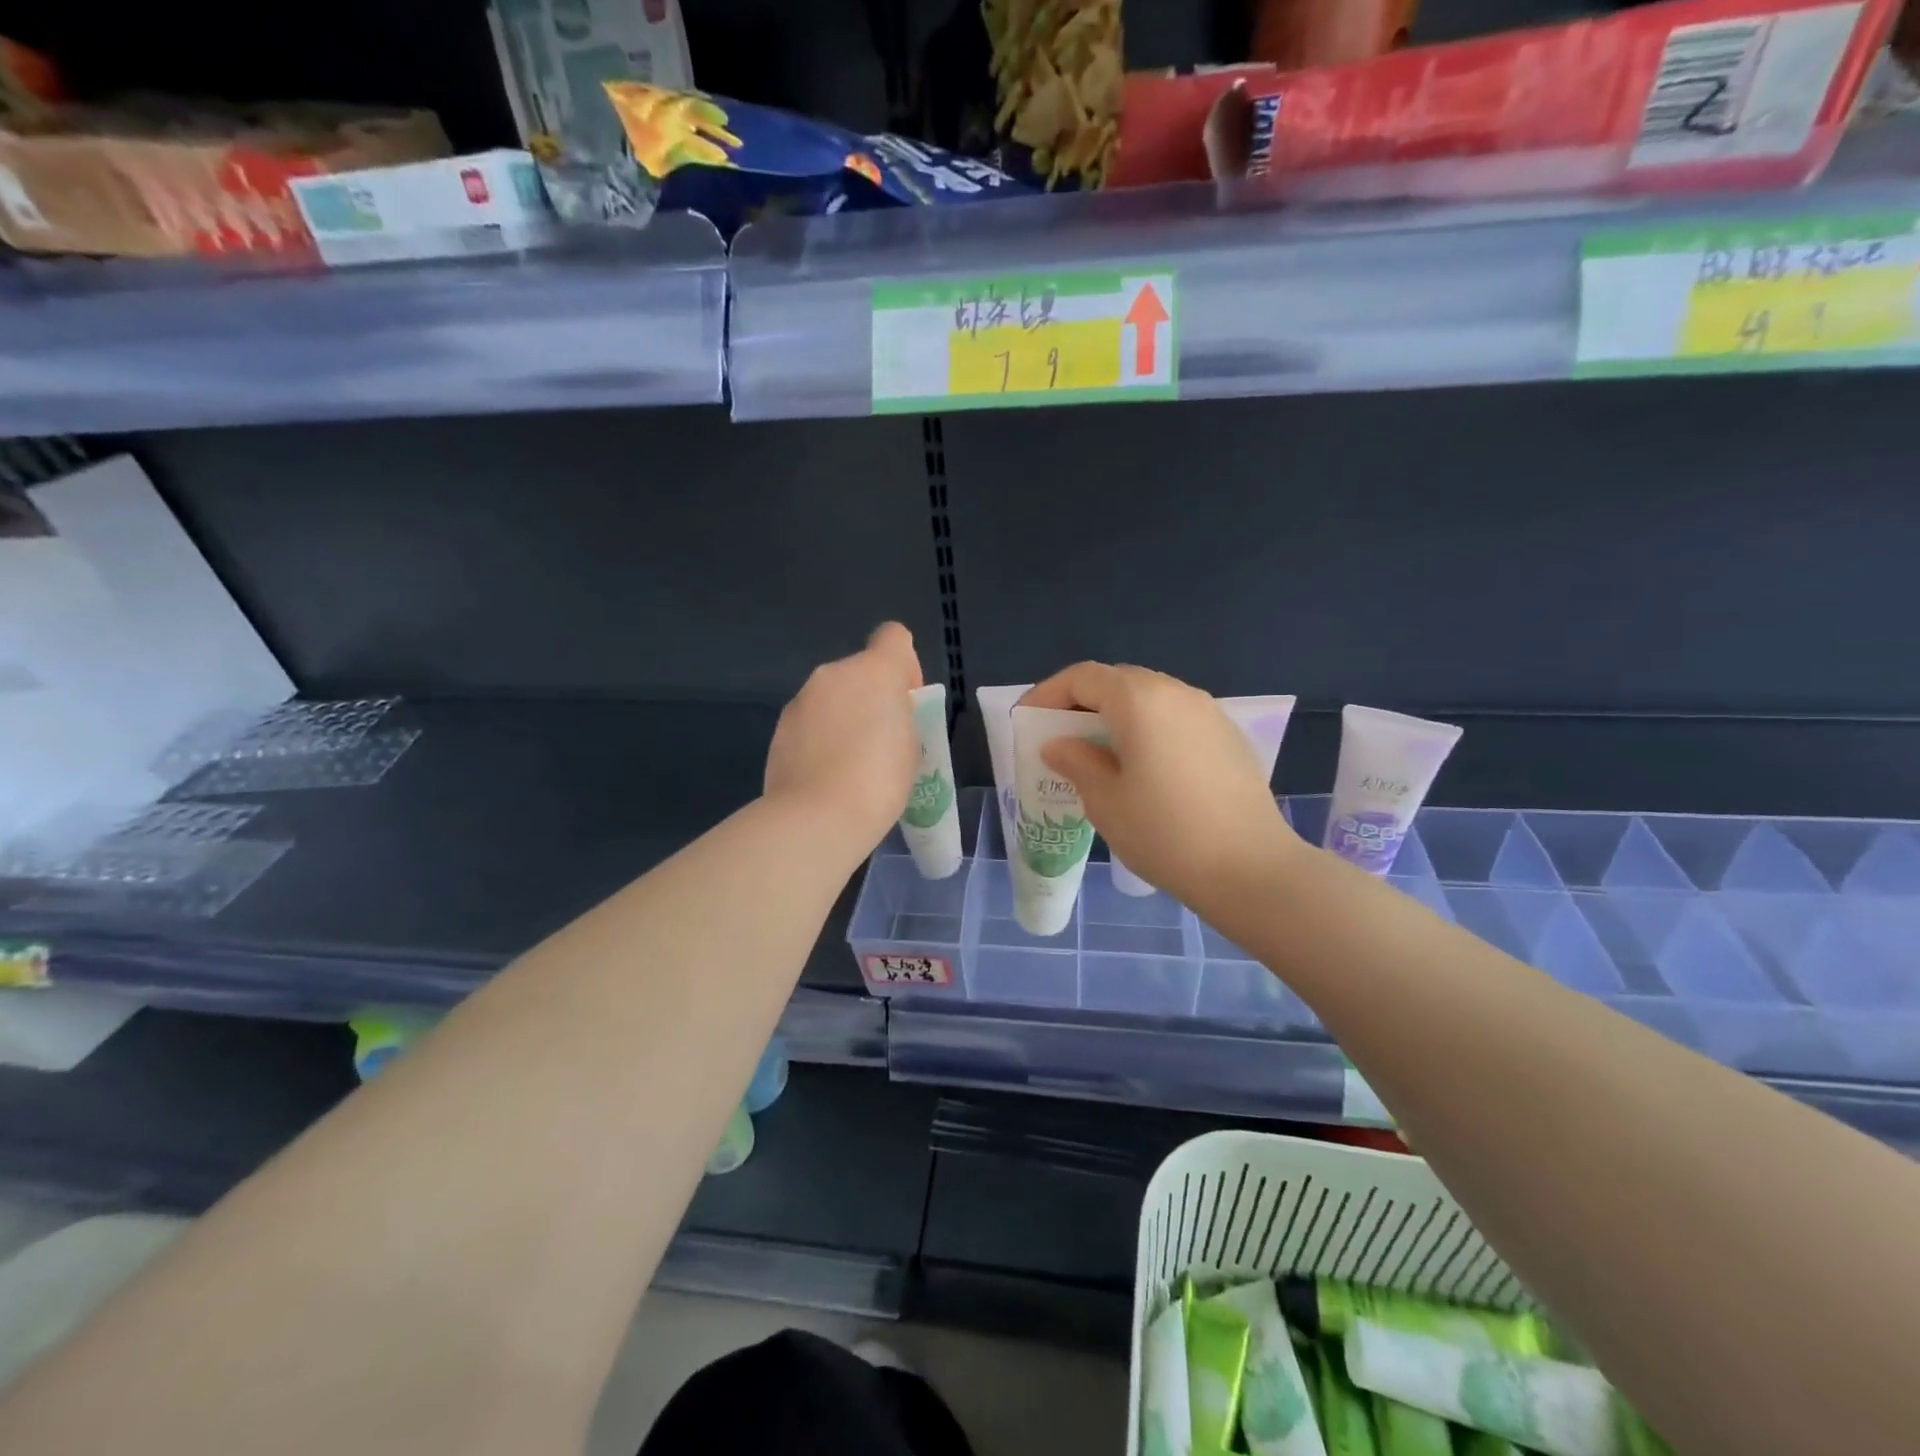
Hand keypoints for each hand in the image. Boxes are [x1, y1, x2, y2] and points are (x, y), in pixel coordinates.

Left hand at [764, 623, 923, 854]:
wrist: (817, 817)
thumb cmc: (880, 780)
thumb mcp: (911, 746)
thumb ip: (899, 717)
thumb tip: (883, 716)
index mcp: (874, 670)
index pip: (893, 636)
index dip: (904, 664)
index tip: (906, 700)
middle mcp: (833, 674)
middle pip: (860, 671)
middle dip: (871, 697)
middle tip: (881, 741)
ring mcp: (801, 699)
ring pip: (831, 697)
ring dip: (843, 717)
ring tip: (850, 764)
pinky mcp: (780, 728)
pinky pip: (810, 722)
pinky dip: (820, 738)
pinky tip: (826, 774)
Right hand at [1022, 663, 1296, 911]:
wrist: (1251, 869)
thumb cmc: (1165, 833)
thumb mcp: (1105, 800)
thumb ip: (1076, 761)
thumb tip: (1060, 745)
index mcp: (1140, 700)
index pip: (1083, 677)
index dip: (1048, 694)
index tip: (1027, 721)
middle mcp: (1176, 692)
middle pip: (1117, 681)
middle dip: (1081, 703)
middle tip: (1058, 737)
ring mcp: (1208, 712)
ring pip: (1149, 698)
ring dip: (1116, 716)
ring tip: (1097, 753)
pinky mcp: (1228, 737)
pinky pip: (1175, 718)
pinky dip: (1147, 729)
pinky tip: (1141, 766)